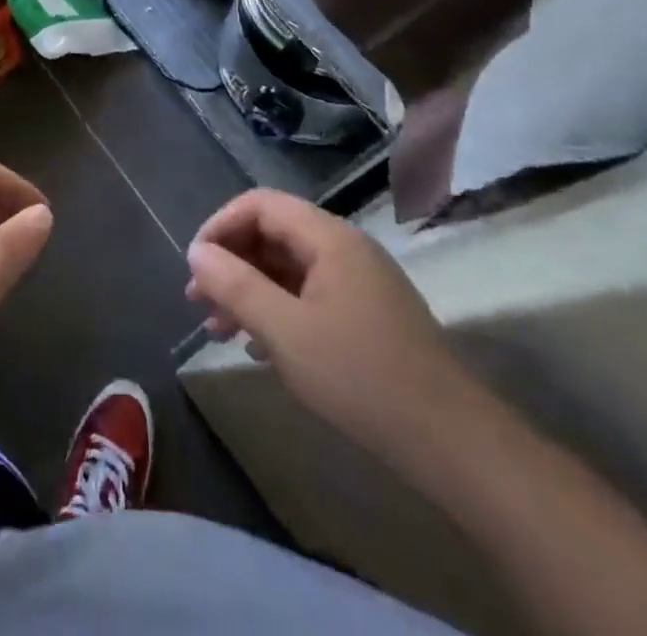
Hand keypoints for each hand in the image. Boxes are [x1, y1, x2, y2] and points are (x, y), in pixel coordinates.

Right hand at [186, 189, 463, 455]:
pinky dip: (277, 310)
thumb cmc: (360, 376)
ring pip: (288, 267)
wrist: (451, 441)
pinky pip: (309, 294)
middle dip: (231, 263)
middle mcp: (344, 247)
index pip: (260, 204)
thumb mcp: (285, 332)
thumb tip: (195, 252)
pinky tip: (258, 347)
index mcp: (328, 237)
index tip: (194, 265)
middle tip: (199, 303)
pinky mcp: (367, 314)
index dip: (220, 226)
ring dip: (249, 291)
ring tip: (218, 330)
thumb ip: (235, 286)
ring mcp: (359, 281)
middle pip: (273, 234)